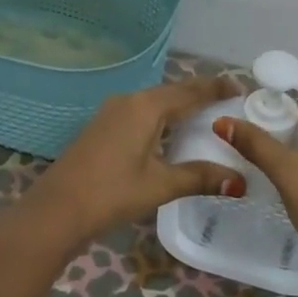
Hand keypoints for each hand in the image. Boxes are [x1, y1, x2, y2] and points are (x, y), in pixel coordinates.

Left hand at [23, 76, 246, 248]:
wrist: (57, 210)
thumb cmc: (112, 193)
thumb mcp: (160, 185)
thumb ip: (199, 177)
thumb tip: (239, 179)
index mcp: (146, 107)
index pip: (190, 91)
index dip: (216, 87)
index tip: (240, 86)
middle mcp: (130, 101)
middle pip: (173, 92)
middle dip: (200, 93)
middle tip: (229, 98)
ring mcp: (113, 113)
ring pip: (156, 102)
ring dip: (180, 105)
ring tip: (206, 113)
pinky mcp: (103, 128)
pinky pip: (142, 113)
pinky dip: (163, 117)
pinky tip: (172, 132)